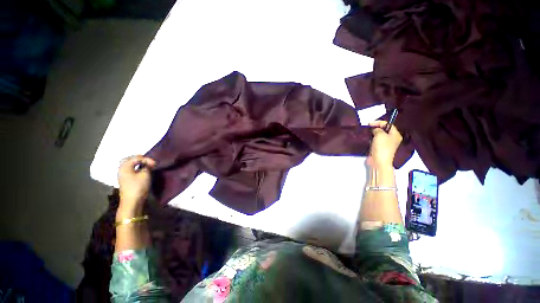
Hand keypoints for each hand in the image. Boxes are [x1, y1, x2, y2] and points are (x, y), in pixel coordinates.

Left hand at [118, 156, 155, 208]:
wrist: (132, 202)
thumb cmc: (138, 186)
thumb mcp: (145, 175)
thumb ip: (146, 167)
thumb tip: (147, 164)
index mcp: (125, 167)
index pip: (135, 158)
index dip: (146, 159)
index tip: (155, 163)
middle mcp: (121, 170)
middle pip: (128, 160)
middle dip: (138, 159)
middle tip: (148, 161)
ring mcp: (122, 176)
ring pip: (128, 165)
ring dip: (137, 164)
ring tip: (146, 165)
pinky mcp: (125, 180)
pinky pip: (129, 170)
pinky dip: (135, 168)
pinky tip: (142, 171)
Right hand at [367, 120, 402, 167]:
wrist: (379, 161)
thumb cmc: (381, 147)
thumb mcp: (380, 135)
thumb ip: (377, 129)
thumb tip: (375, 130)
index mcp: (395, 134)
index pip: (388, 124)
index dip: (379, 122)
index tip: (369, 124)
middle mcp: (392, 139)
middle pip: (384, 130)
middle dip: (376, 128)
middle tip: (368, 128)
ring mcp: (386, 144)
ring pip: (379, 135)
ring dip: (373, 134)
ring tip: (367, 134)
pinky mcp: (380, 148)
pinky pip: (376, 141)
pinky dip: (371, 140)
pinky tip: (368, 140)